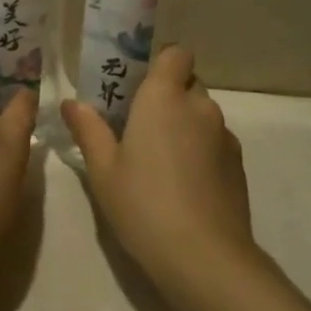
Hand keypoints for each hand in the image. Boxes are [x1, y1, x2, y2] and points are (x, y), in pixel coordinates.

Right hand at [61, 47, 263, 310]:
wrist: (205, 257)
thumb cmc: (144, 205)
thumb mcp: (103, 170)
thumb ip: (88, 130)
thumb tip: (71, 103)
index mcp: (164, 97)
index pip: (176, 54)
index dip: (160, 64)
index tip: (137, 87)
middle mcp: (199, 106)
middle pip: (187, 83)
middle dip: (167, 97)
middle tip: (138, 127)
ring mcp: (224, 135)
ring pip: (202, 114)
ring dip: (184, 125)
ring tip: (160, 162)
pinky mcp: (238, 164)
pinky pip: (215, 141)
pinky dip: (201, 151)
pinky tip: (183, 186)